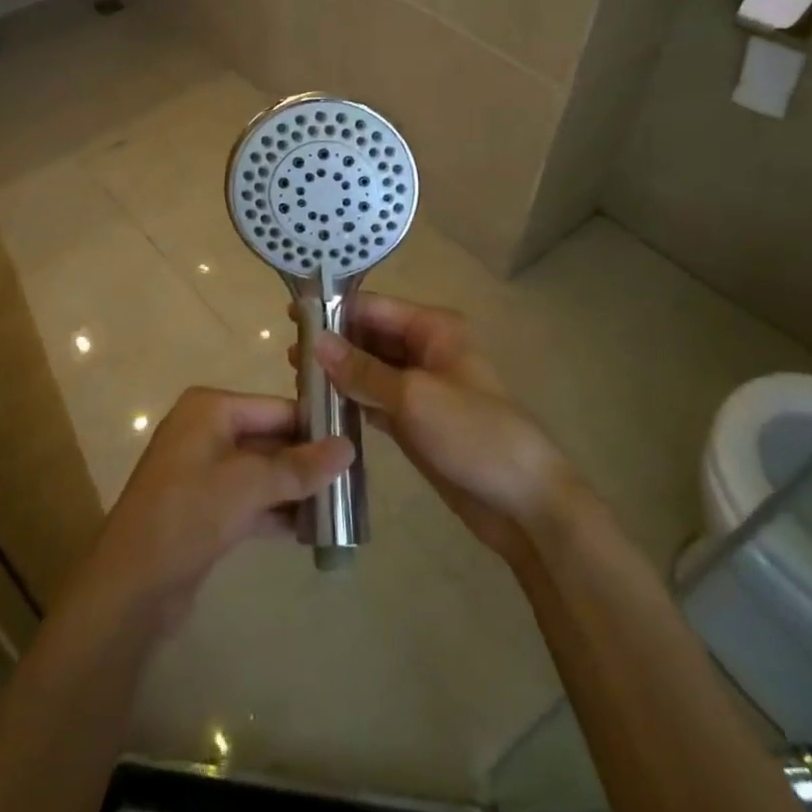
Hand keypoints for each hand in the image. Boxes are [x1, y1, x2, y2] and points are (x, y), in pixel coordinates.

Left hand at [69, 387, 353, 634]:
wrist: (131, 585)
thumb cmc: (189, 514)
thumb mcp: (249, 485)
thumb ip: (299, 467)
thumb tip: (349, 448)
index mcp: (210, 409)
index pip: (276, 408)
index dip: (315, 427)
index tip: (357, 446)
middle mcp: (206, 431)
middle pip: (271, 439)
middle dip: (308, 463)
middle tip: (354, 483)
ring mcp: (203, 471)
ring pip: (263, 473)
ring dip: (296, 491)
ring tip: (341, 510)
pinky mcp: (205, 508)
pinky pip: (250, 500)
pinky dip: (277, 512)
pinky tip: (311, 533)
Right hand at [297, 294, 582, 566]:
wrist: (523, 503)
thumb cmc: (473, 435)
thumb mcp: (414, 397)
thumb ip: (363, 370)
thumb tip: (317, 341)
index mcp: (434, 329)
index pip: (375, 309)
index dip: (335, 311)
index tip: (292, 317)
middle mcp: (426, 350)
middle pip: (370, 337)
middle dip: (333, 344)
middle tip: (289, 356)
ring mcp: (421, 387)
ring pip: (370, 370)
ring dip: (339, 374)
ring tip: (296, 379)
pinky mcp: (415, 420)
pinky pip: (375, 400)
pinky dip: (351, 401)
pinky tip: (321, 406)